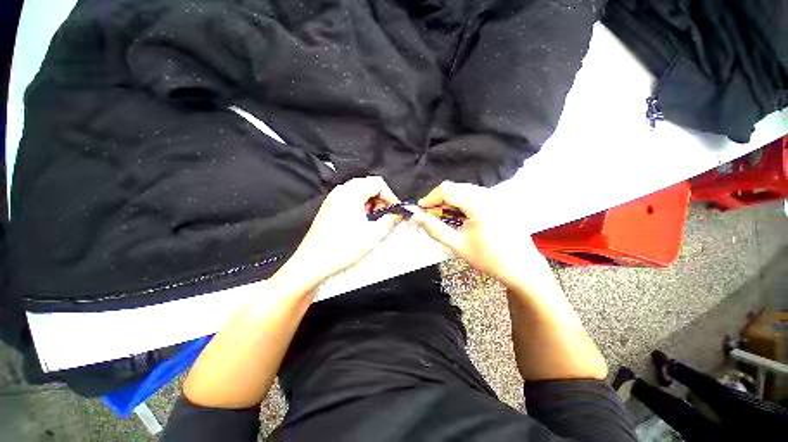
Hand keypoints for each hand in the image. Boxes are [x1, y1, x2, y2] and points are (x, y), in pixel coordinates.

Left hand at [277, 176, 402, 288]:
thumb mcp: (373, 234)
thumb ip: (390, 220)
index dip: (390, 195)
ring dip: (371, 203)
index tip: (396, 209)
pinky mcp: (329, 207)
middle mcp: (341, 191)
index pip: (378, 183)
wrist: (313, 261)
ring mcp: (333, 198)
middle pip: (368, 185)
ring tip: (373, 220)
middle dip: (381, 199)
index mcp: (351, 193)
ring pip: (359, 192)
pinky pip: (350, 199)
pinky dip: (360, 206)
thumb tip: (398, 214)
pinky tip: (361, 222)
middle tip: (385, 215)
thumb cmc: (342, 248)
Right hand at [411, 181, 542, 288]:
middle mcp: (488, 194)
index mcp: (479, 203)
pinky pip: (475, 196)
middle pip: (455, 188)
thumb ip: (435, 229)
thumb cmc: (489, 259)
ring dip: (450, 202)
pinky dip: (462, 203)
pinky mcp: (499, 202)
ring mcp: (496, 197)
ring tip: (444, 218)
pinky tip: (460, 217)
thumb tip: (417, 217)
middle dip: (439, 200)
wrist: (523, 268)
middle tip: (431, 216)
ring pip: (464, 191)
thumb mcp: (458, 245)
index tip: (420, 210)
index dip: (430, 198)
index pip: (447, 189)